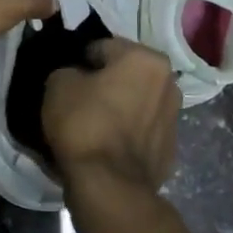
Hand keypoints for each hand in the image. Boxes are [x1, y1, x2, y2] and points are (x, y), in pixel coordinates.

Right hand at [41, 38, 180, 192]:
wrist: (108, 184)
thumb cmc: (84, 123)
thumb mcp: (58, 84)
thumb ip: (69, 71)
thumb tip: (76, 77)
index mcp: (147, 59)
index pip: (104, 47)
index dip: (80, 60)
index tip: (66, 77)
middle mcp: (169, 83)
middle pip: (126, 75)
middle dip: (105, 83)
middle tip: (78, 100)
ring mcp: (174, 119)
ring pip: (136, 103)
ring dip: (119, 108)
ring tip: (93, 125)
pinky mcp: (170, 150)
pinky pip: (141, 131)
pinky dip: (127, 134)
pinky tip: (106, 146)